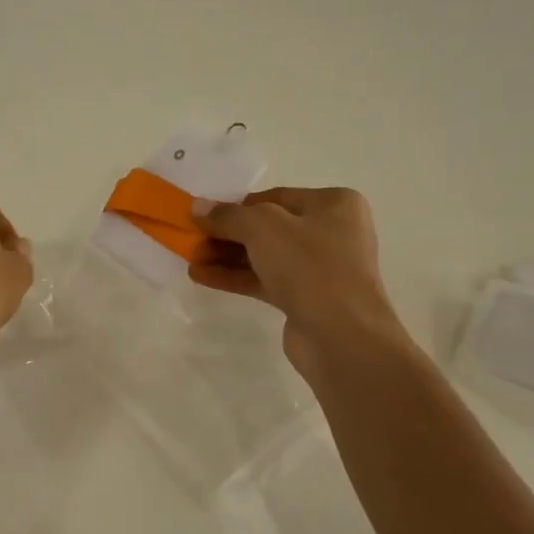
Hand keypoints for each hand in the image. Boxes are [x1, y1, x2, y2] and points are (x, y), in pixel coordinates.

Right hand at [191, 187, 407, 379]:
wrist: (342, 335)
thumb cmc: (310, 266)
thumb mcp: (263, 228)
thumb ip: (228, 215)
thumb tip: (197, 207)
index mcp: (334, 204)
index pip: (274, 197)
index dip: (235, 206)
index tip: (203, 217)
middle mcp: (331, 232)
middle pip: (267, 228)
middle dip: (227, 235)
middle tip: (192, 240)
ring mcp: (320, 269)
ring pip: (264, 256)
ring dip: (226, 257)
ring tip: (190, 260)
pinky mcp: (306, 299)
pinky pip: (265, 281)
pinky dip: (236, 277)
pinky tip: (202, 277)